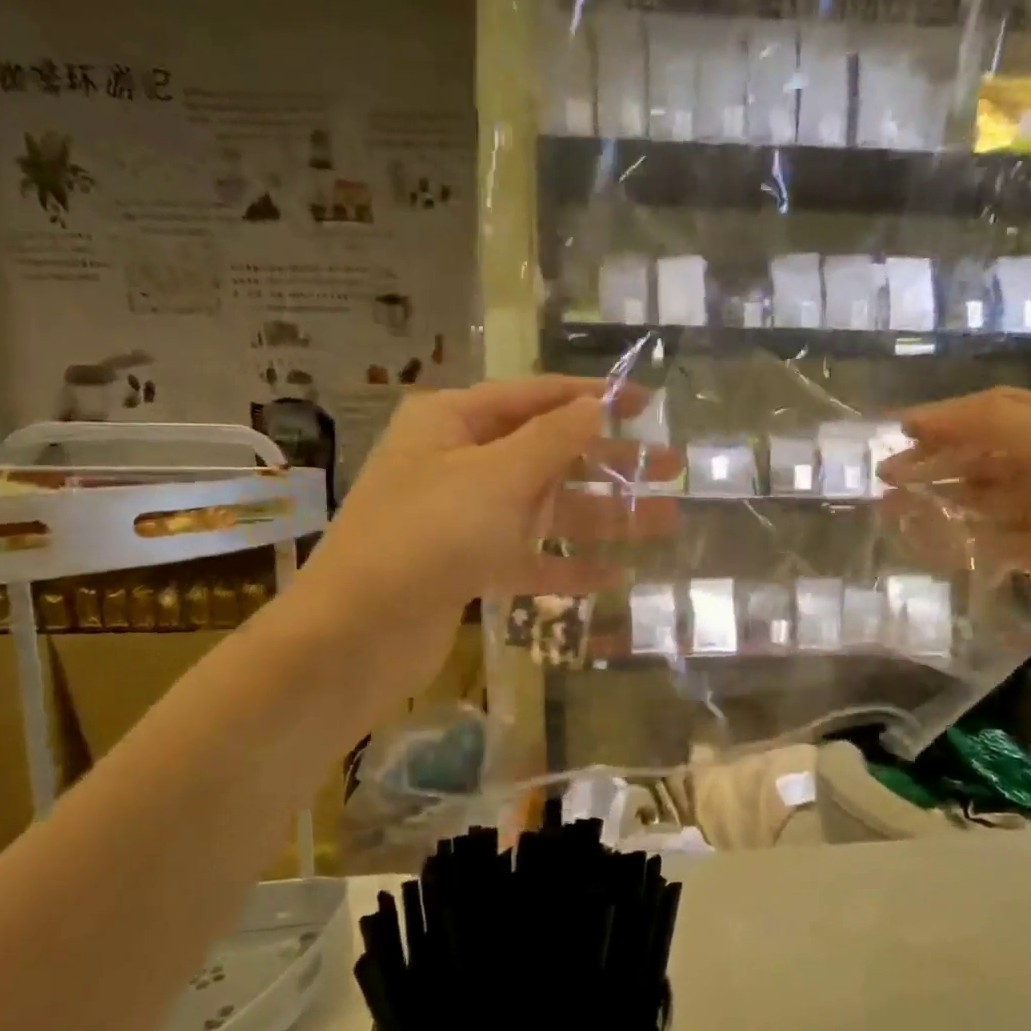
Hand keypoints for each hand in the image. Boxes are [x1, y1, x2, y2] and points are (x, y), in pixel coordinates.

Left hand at [284, 377, 641, 708]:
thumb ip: (552, 440)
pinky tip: (615, 576)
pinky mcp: (468, 567)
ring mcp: (463, 518)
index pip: (535, 397)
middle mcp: (459, 463)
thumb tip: (594, 406)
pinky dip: (568, 563)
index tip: (648, 402)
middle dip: (611, 462)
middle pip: (549, 454)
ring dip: (603, 515)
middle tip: (673, 467)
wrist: (357, 633)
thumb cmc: (426, 536)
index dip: (594, 398)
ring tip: (665, 521)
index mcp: (453, 422)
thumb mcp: (496, 477)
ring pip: (545, 508)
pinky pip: (528, 556)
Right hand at [879, 388, 1030, 652]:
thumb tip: (919, 419)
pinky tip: (929, 541)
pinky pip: (994, 537)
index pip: (997, 411)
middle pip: (985, 454)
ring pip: (984, 498)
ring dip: (941, 500)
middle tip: (886, 477)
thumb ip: (993, 424)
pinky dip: (961, 537)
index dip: (946, 418)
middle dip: (936, 462)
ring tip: (894, 511)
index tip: (897, 432)